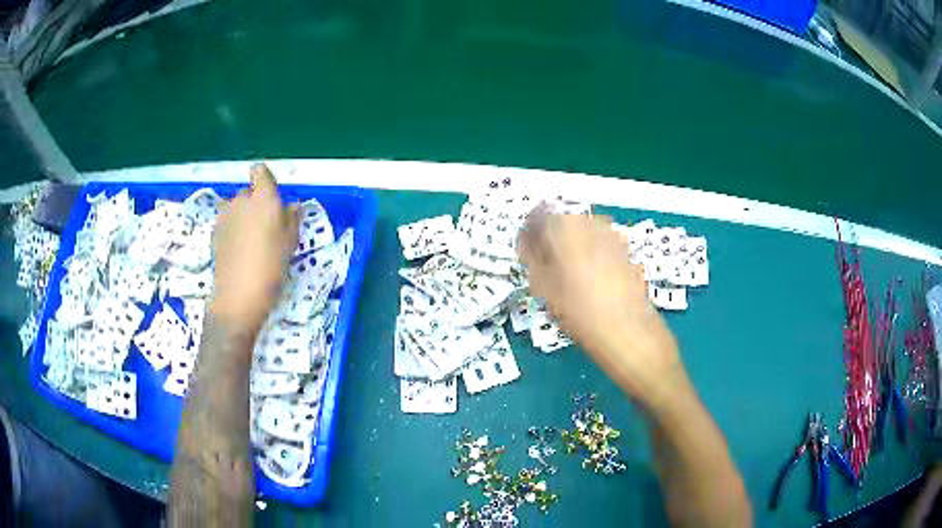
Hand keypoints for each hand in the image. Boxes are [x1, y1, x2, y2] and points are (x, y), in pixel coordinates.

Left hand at [210, 163, 298, 331]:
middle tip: (266, 227)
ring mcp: (224, 216)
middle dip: (256, 203)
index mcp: (263, 198)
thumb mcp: (290, 244)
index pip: (260, 172)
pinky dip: (233, 229)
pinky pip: (227, 222)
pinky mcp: (214, 232)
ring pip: (235, 208)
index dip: (265, 180)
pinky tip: (239, 250)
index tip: (272, 197)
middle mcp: (241, 200)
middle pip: (248, 192)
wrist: (238, 296)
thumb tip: (292, 206)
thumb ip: (291, 220)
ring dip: (242, 216)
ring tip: (251, 240)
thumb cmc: (271, 267)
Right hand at [518, 208, 686, 408]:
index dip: (529, 237)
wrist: (629, 333)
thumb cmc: (581, 312)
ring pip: (583, 236)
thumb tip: (528, 244)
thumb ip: (532, 259)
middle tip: (546, 271)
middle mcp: (591, 223)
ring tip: (568, 281)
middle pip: (563, 223)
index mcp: (566, 226)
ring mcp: (613, 236)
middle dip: (552, 242)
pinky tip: (591, 285)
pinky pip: (600, 248)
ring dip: (572, 250)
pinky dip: (591, 259)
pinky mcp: (627, 252)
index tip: (527, 257)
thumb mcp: (544, 288)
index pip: (538, 217)